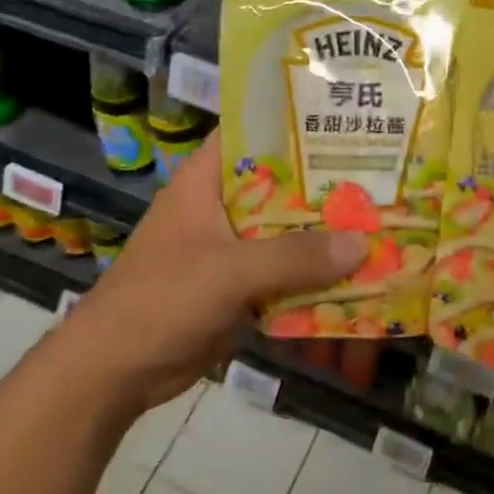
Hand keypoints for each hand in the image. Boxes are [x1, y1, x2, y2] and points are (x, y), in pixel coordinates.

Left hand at [68, 138, 367, 418]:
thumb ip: (296, 257)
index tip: (343, 120)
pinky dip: (312, 274)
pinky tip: (353, 275)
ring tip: (378, 221)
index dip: (291, 122)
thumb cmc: (161, 301)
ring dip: (323, 234)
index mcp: (205, 183)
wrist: (113, 374)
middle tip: (379, 175)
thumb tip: (361, 244)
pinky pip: (284, 272)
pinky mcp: (237, 287)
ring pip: (286, 231)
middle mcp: (220, 208)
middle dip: (325, 184)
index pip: (249, 133)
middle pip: (279, 185)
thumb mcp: (230, 271)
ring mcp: (229, 249)